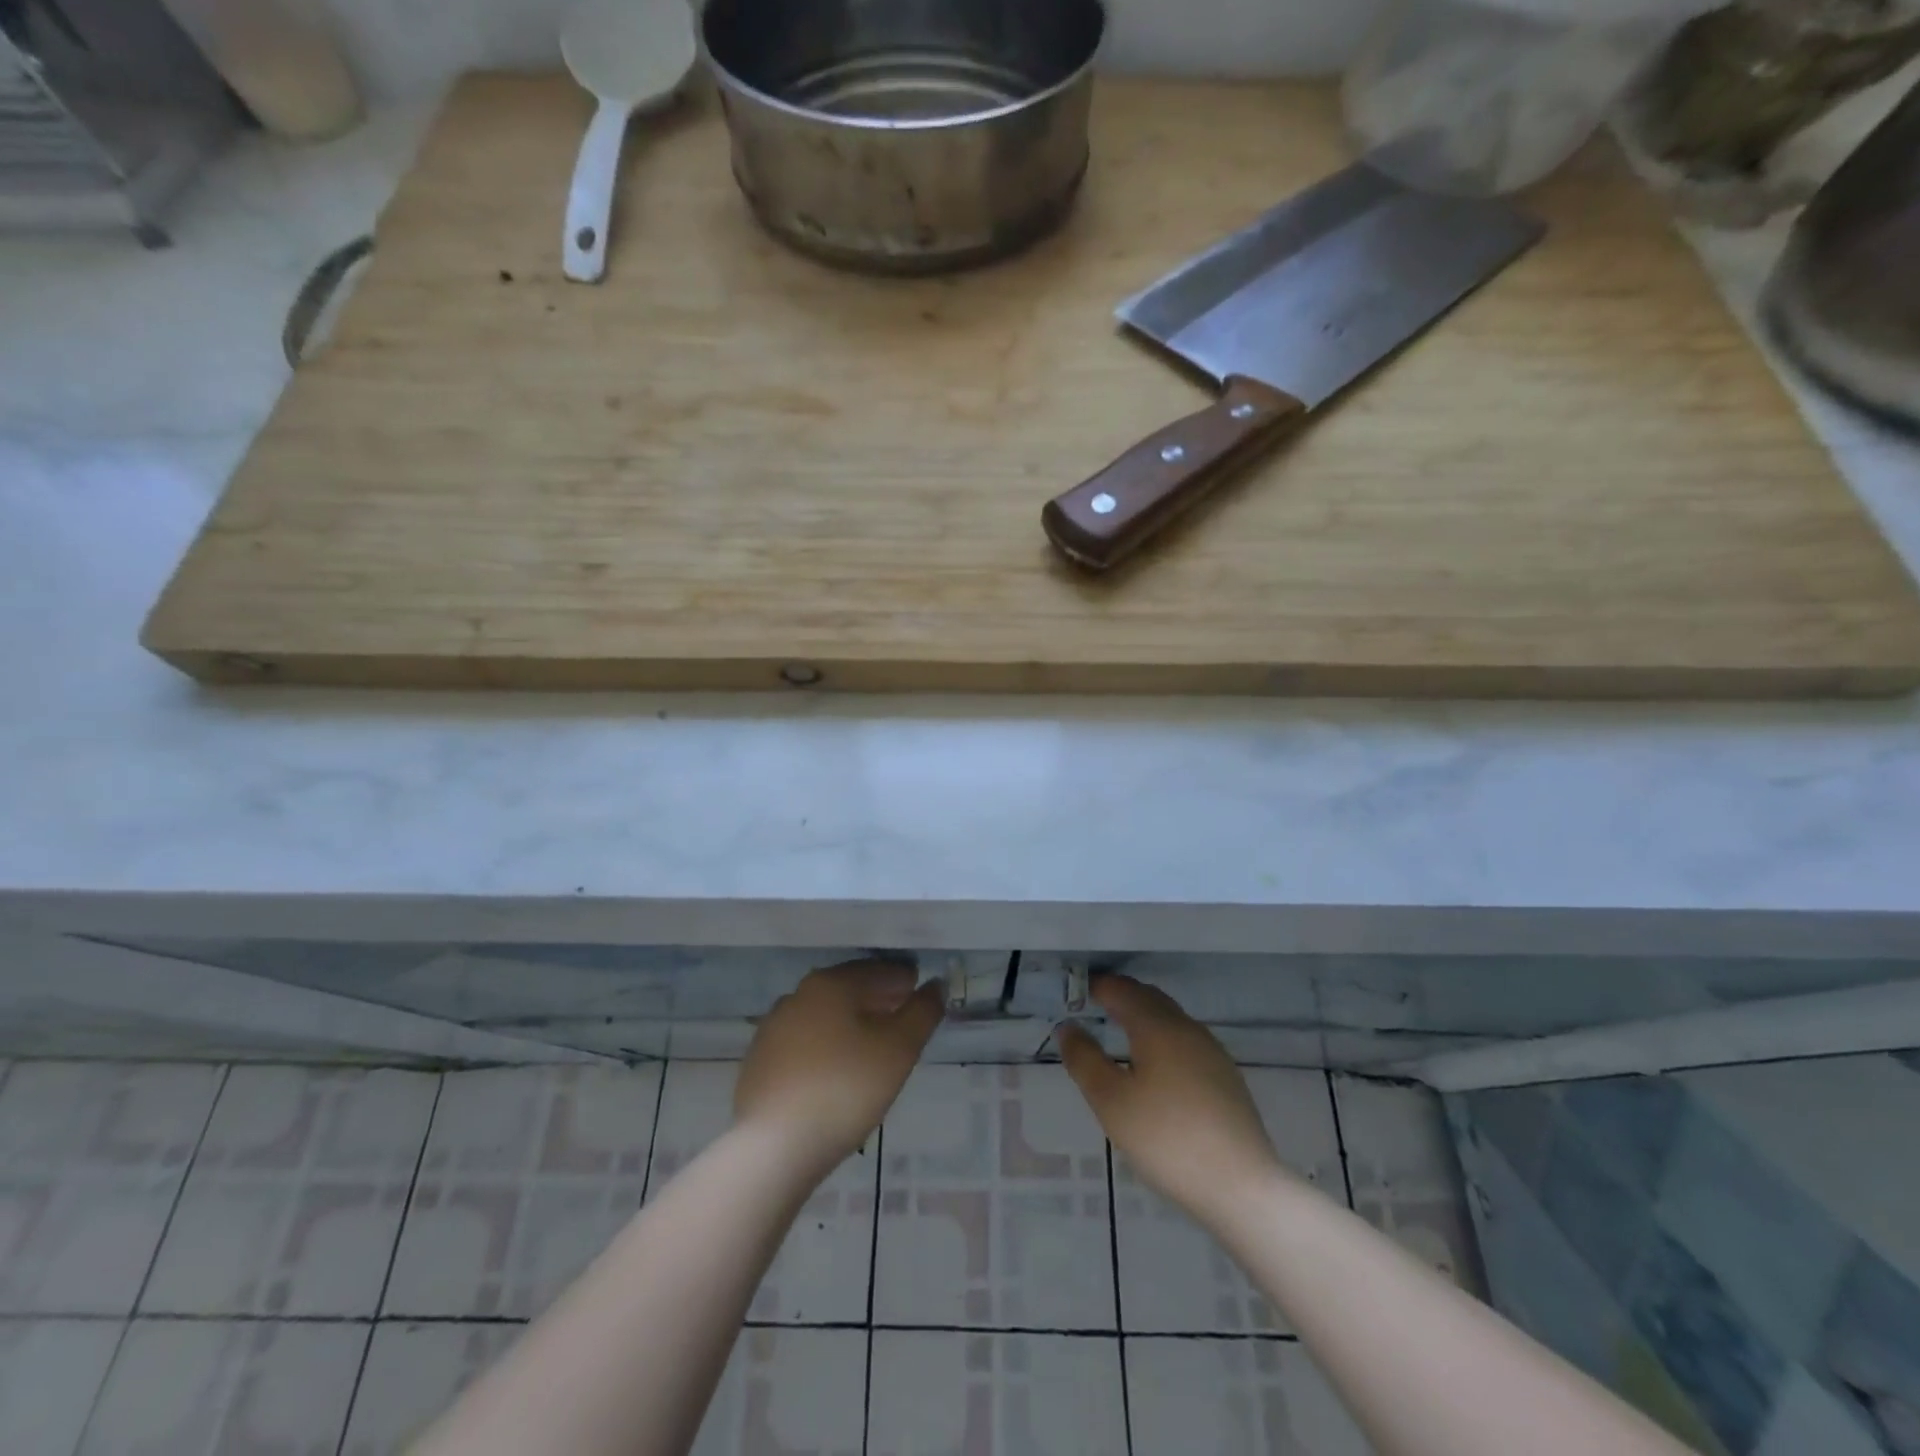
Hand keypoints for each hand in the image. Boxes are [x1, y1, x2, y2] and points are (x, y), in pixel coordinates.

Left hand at [735, 960, 943, 1178]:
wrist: (774, 1147)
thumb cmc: (845, 1089)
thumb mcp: (899, 1050)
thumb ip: (922, 1013)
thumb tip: (935, 986)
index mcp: (831, 984)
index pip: (876, 971)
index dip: (903, 980)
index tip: (919, 993)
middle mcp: (798, 995)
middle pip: (847, 989)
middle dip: (877, 999)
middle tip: (901, 1017)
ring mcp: (773, 1028)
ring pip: (823, 1015)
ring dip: (849, 1022)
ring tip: (872, 1046)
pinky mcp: (759, 1061)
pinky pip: (803, 1043)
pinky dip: (825, 1046)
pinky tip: (836, 1070)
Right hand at [1056, 974, 1285, 1224]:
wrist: (1241, 1186)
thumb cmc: (1166, 1139)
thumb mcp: (1111, 1101)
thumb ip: (1085, 1059)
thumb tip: (1068, 1027)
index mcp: (1157, 1026)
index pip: (1122, 990)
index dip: (1097, 986)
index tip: (1076, 991)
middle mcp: (1187, 1028)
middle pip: (1149, 998)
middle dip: (1122, 996)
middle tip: (1095, 1005)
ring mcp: (1212, 1052)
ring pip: (1171, 1019)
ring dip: (1144, 1016)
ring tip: (1122, 1032)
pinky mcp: (1226, 1078)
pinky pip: (1186, 1042)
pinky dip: (1163, 1038)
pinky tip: (1157, 1067)